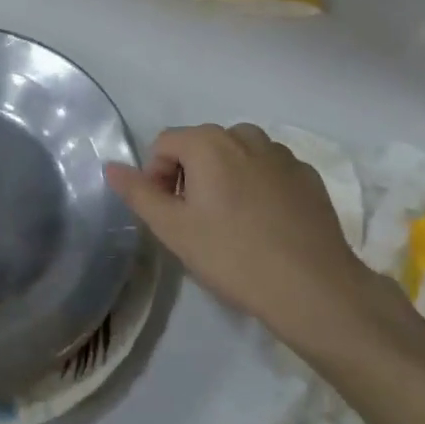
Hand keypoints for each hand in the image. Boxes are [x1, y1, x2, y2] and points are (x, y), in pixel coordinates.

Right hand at [103, 123, 399, 363]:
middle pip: (201, 145)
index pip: (164, 144)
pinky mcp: (308, 176)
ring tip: (229, 222)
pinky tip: (263, 224)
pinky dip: (257, 186)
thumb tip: (111, 167)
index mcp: (209, 142)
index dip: (155, 176)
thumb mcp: (172, 228)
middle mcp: (246, 136)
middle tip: (194, 220)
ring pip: (237, 155)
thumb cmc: (232, 255)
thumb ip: (138, 193)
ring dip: (224, 177)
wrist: (313, 288)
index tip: (166, 213)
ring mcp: (283, 154)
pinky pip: (269, 170)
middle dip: (189, 175)